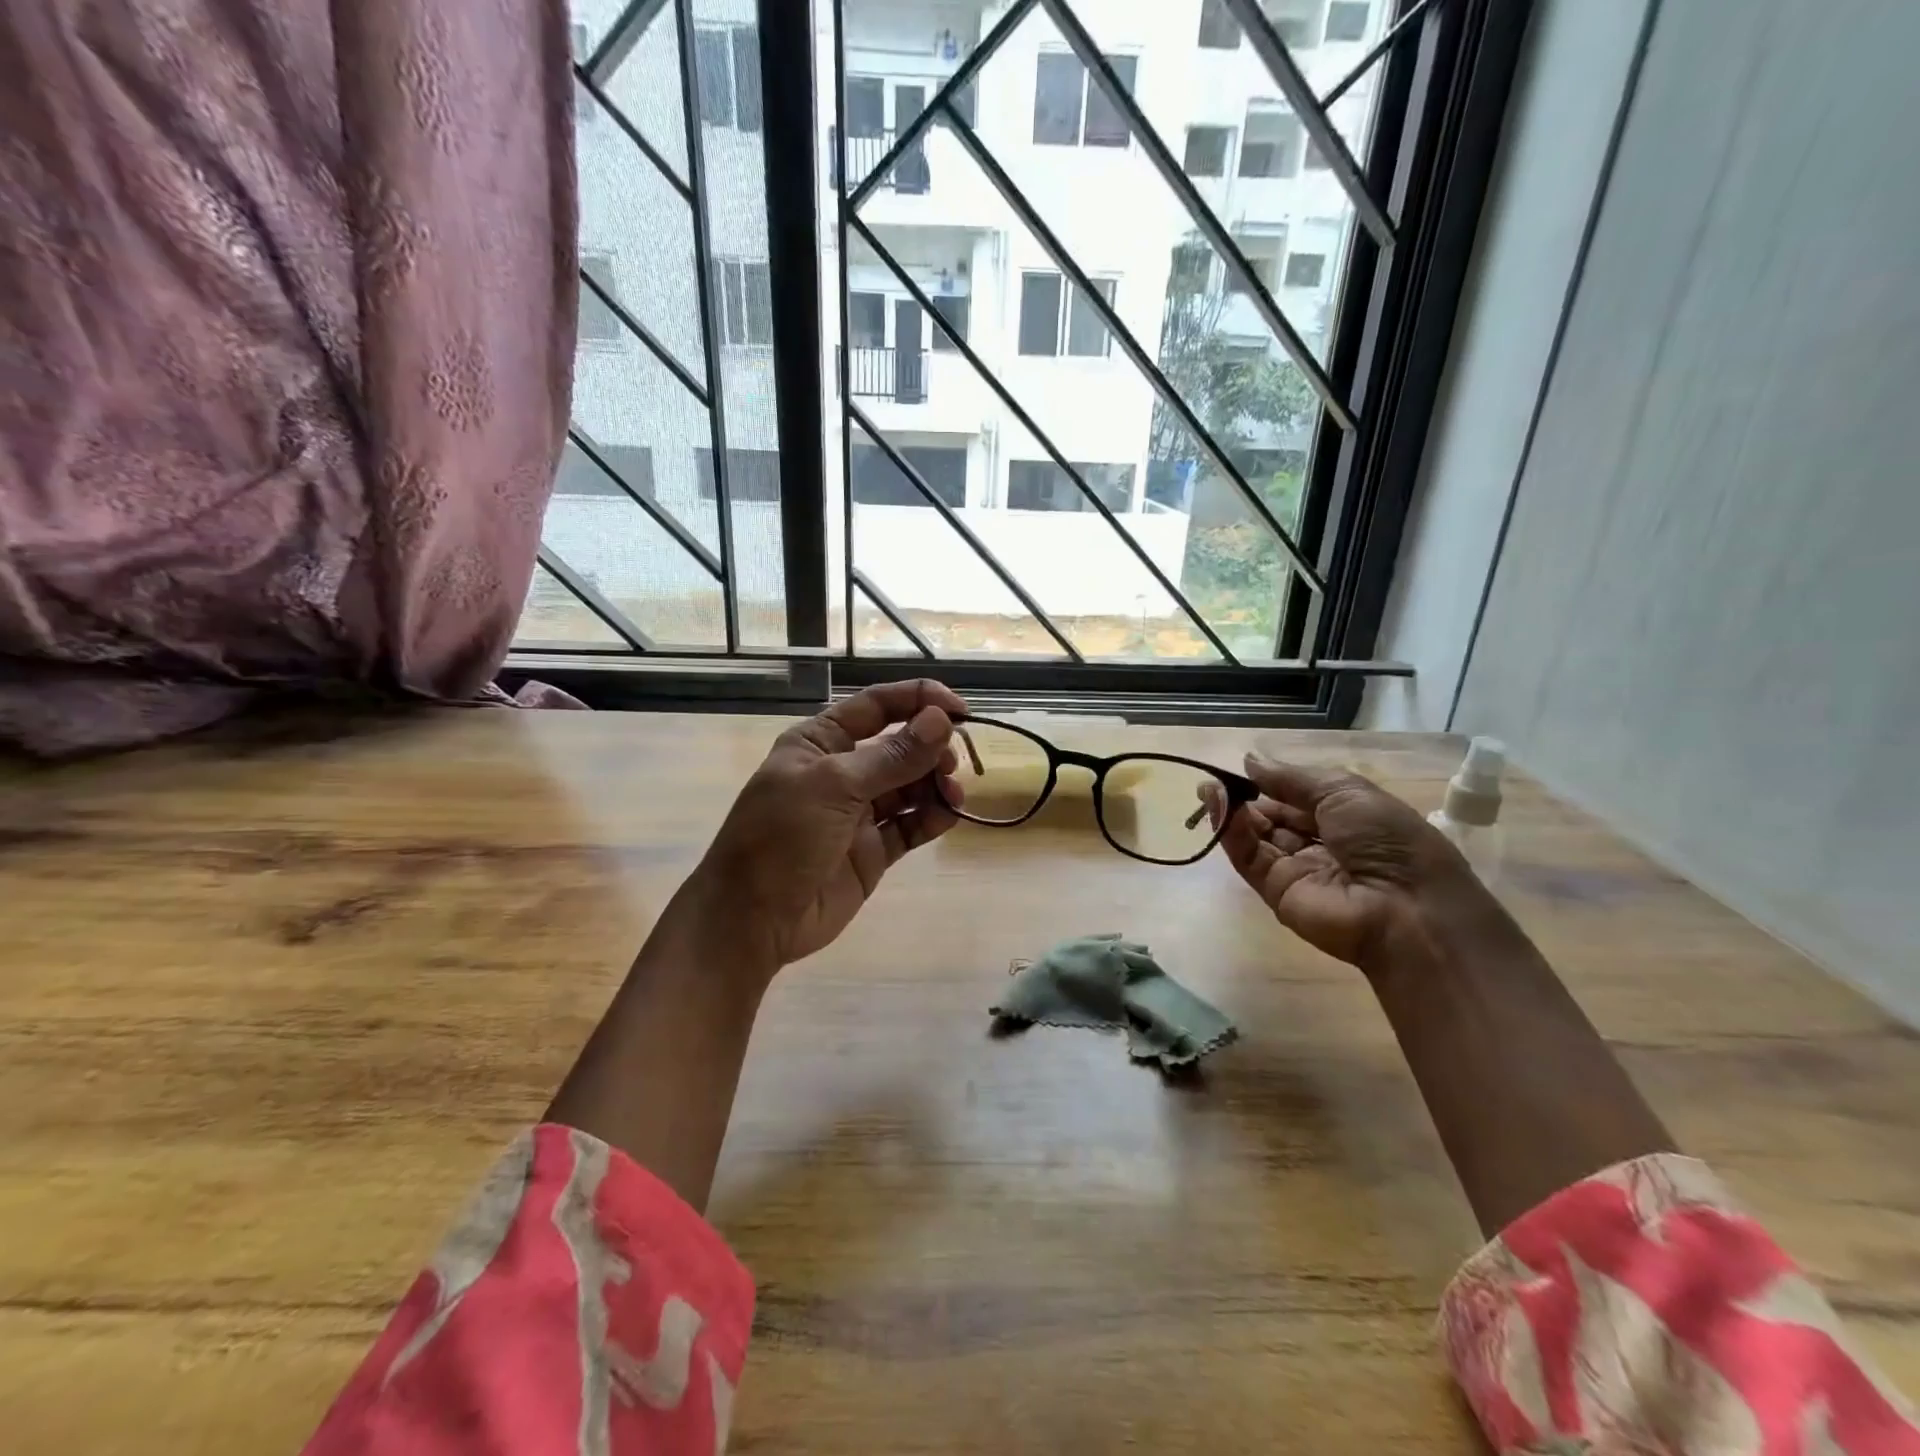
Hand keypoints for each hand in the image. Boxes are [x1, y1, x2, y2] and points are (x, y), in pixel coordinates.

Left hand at [686, 679, 967, 977]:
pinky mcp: (873, 850)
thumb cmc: (782, 837)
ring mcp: (858, 813)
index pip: (877, 706)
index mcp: (821, 742)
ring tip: (951, 792)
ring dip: (935, 783)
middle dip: (930, 747)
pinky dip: (931, 818)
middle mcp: (842, 771)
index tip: (960, 709)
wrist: (752, 920)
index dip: (919, 700)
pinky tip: (948, 815)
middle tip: (951, 762)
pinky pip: (910, 825)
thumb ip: (893, 756)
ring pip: (910, 786)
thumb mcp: (835, 786)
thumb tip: (942, 720)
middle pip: (899, 745)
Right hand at [1209, 755, 1501, 973]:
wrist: (1406, 910)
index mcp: (1345, 819)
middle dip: (1243, 798)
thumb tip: (1249, 760)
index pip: (1297, 799)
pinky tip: (1219, 810)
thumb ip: (1291, 778)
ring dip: (1232, 813)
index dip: (1269, 784)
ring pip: (1255, 837)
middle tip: (1212, 781)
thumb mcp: (1345, 792)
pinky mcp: (1275, 892)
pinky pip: (1249, 859)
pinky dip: (1232, 834)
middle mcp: (1319, 844)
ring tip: (1209, 790)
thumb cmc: (1387, 840)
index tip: (1238, 769)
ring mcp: (1296, 870)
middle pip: (1272, 818)